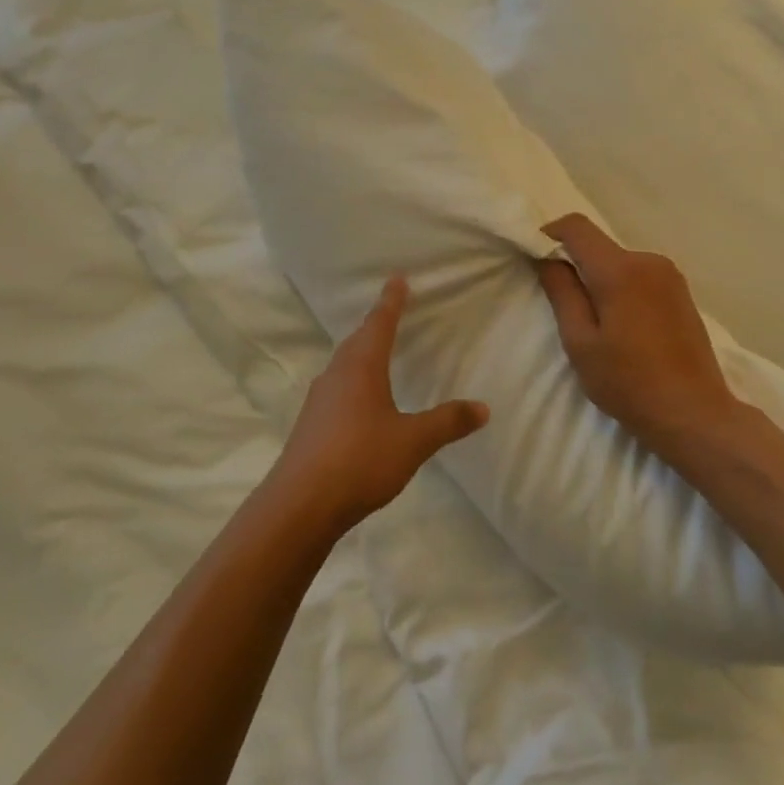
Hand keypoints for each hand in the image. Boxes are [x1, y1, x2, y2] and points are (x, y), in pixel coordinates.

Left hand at [268, 276, 489, 535]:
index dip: (391, 301)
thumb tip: (483, 407)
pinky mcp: (311, 424)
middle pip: (357, 340)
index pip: (379, 324)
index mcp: (361, 368)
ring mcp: (319, 400)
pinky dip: (352, 379)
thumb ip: (447, 422)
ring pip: (344, 364)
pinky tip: (359, 399)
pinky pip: (336, 387)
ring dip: (361, 351)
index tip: (396, 279)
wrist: (300, 505)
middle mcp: (337, 375)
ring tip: (376, 351)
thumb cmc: (360, 461)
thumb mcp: (413, 442)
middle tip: (390, 311)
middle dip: (375, 324)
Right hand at [537, 214, 743, 453]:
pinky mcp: (682, 293)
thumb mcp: (580, 343)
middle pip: (599, 246)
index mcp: (620, 270)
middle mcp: (649, 261)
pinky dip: (623, 290)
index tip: (536, 259)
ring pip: (620, 263)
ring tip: (598, 325)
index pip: (577, 227)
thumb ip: (562, 293)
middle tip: (564, 308)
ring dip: (601, 281)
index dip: (550, 234)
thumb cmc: (628, 382)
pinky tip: (625, 329)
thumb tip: (547, 259)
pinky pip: (640, 277)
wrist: (694, 414)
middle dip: (576, 266)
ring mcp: (670, 276)